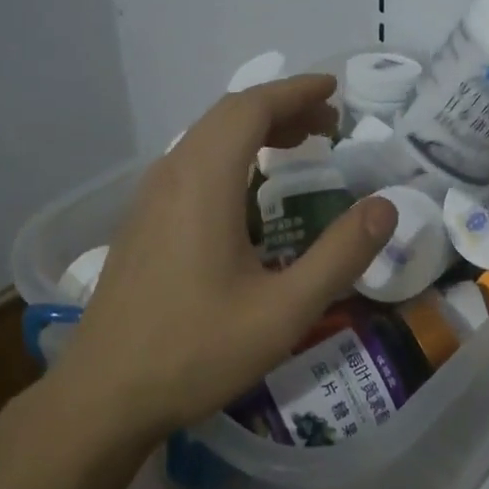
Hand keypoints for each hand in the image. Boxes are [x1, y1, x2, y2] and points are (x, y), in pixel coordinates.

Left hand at [59, 75, 398, 443]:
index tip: (334, 91)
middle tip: (328, 126)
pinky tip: (249, 191)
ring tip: (298, 147)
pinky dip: (231, 155)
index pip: (250, 107)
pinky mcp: (142, 222)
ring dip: (254, 131)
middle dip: (281, 108)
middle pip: (228, 115)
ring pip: (205, 138)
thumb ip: (340, 255)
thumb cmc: (195, 351)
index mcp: (204, 181)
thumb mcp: (284, 310)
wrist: (102, 397)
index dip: (295, 91)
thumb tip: (385, 207)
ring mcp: (149, 198)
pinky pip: (191, 163)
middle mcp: (171, 174)